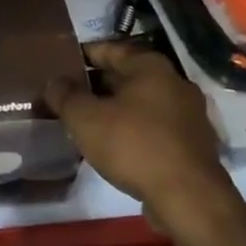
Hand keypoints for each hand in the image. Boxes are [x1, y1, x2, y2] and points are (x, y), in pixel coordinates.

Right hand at [45, 41, 245, 245]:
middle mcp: (174, 83)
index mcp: (151, 67)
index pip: (111, 49)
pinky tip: (112, 144)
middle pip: (127, 76)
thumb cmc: (134, 146)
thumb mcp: (85, 118)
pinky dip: (131, 129)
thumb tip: (54, 82)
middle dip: (96, 84)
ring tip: (84, 120)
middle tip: (66, 95)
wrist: (188, 197)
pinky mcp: (191, 143)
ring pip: (140, 103)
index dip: (83, 54)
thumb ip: (65, 95)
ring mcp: (187, 115)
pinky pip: (153, 126)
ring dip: (114, 108)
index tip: (60, 64)